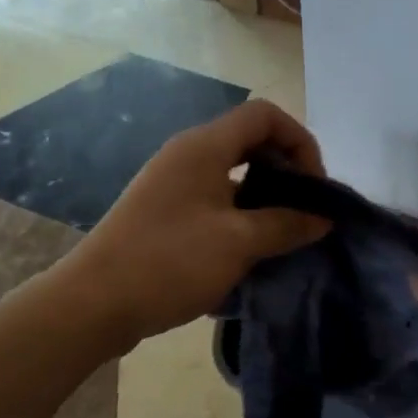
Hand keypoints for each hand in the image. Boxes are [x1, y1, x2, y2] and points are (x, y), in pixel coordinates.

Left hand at [65, 100, 328, 346]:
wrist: (94, 302)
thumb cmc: (170, 261)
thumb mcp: (238, 243)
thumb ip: (286, 225)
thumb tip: (322, 218)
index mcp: (204, 146)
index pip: (265, 115)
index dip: (299, 142)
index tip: (313, 187)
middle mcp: (187, 155)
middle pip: (250, 141)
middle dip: (285, 170)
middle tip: (303, 211)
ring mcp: (172, 183)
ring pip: (232, 173)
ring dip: (264, 196)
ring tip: (283, 234)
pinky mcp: (164, 212)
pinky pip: (214, 199)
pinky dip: (240, 214)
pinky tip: (250, 251)